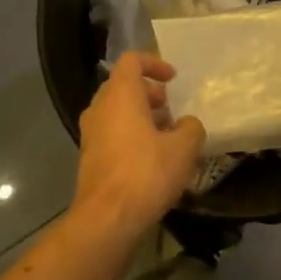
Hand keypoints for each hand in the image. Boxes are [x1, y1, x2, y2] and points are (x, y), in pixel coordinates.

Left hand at [74, 53, 204, 232]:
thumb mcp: (184, 148)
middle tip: (171, 111)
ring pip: (117, 112)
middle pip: (123, 87)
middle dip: (149, 94)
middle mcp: (100, 108)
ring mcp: (90, 134)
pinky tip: (152, 160)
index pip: (132, 61)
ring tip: (167, 138)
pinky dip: (131, 136)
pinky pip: (112, 134)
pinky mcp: (89, 158)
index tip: (173, 79)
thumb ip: (191, 128)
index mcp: (120, 95)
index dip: (154, 64)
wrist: (107, 218)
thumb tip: (186, 125)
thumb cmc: (146, 172)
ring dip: (141, 117)